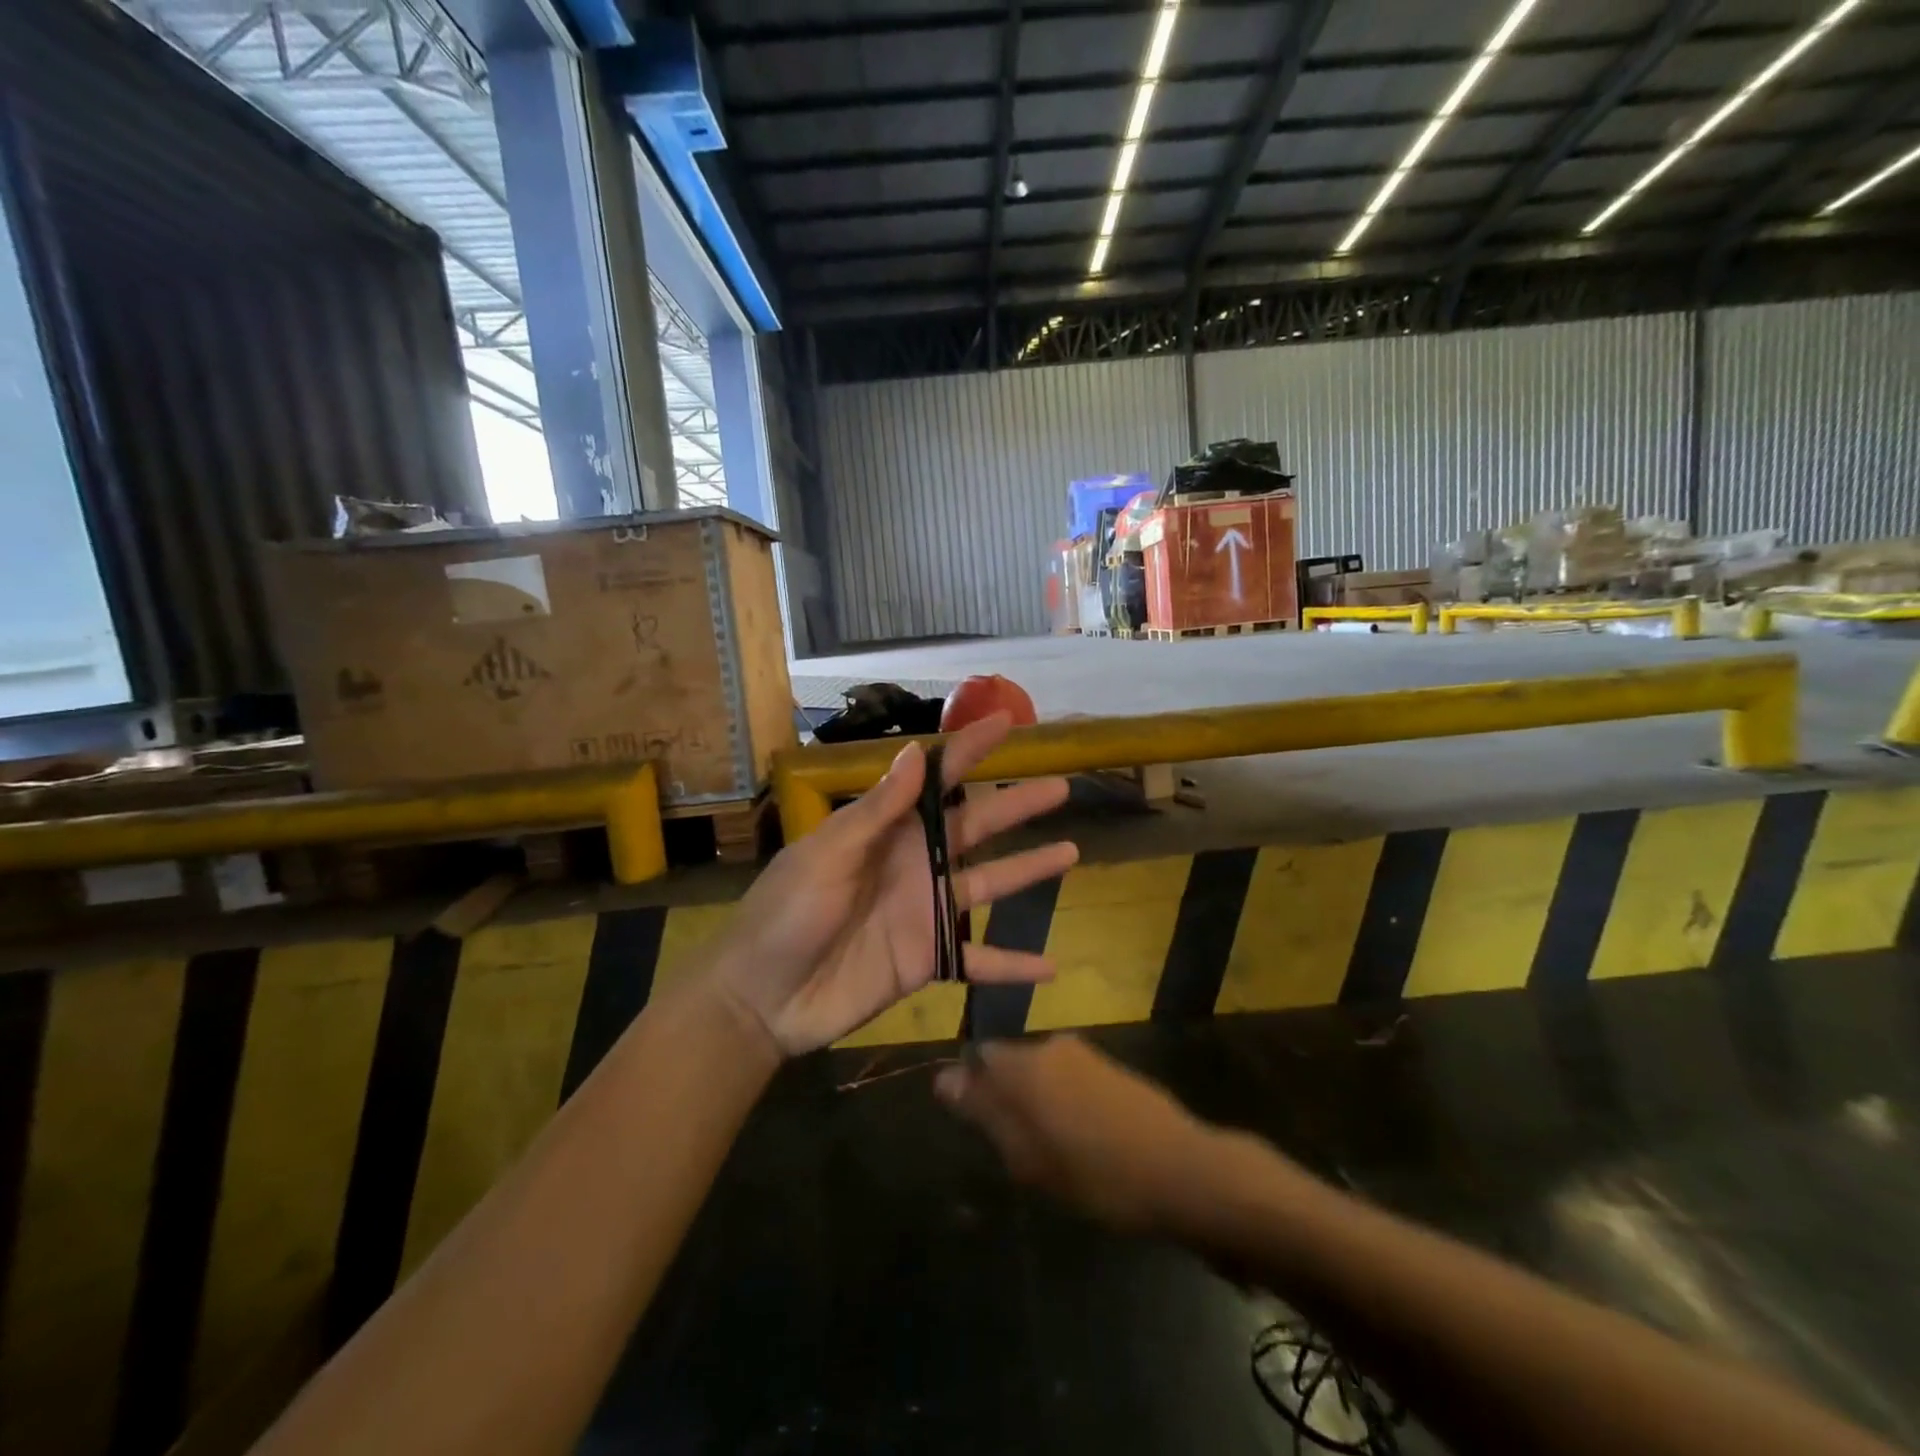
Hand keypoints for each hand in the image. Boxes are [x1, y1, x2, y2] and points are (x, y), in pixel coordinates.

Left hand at [707, 712, 1078, 1056]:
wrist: (763, 998)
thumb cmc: (786, 915)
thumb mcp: (826, 856)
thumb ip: (875, 812)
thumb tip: (914, 752)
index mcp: (888, 832)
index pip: (936, 781)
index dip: (970, 750)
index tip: (1006, 722)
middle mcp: (915, 864)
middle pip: (976, 827)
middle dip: (1017, 805)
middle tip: (1062, 787)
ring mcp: (925, 912)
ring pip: (988, 885)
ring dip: (1028, 870)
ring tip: (1070, 852)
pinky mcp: (928, 960)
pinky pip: (979, 961)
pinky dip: (1013, 965)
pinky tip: (1051, 966)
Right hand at [934, 1035, 1222, 1233]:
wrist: (1182, 1171)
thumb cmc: (1095, 1172)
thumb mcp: (1027, 1155)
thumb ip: (983, 1112)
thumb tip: (943, 1078)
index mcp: (1025, 1062)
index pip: (980, 1056)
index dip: (974, 1090)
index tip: (981, 1129)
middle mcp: (1052, 1045)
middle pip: (1012, 1065)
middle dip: (1008, 1101)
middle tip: (1019, 1153)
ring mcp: (1087, 1054)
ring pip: (1044, 1074)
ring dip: (1040, 1106)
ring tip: (1055, 1156)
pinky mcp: (1113, 1068)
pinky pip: (1072, 1081)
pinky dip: (1068, 1106)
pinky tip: (1086, 1145)